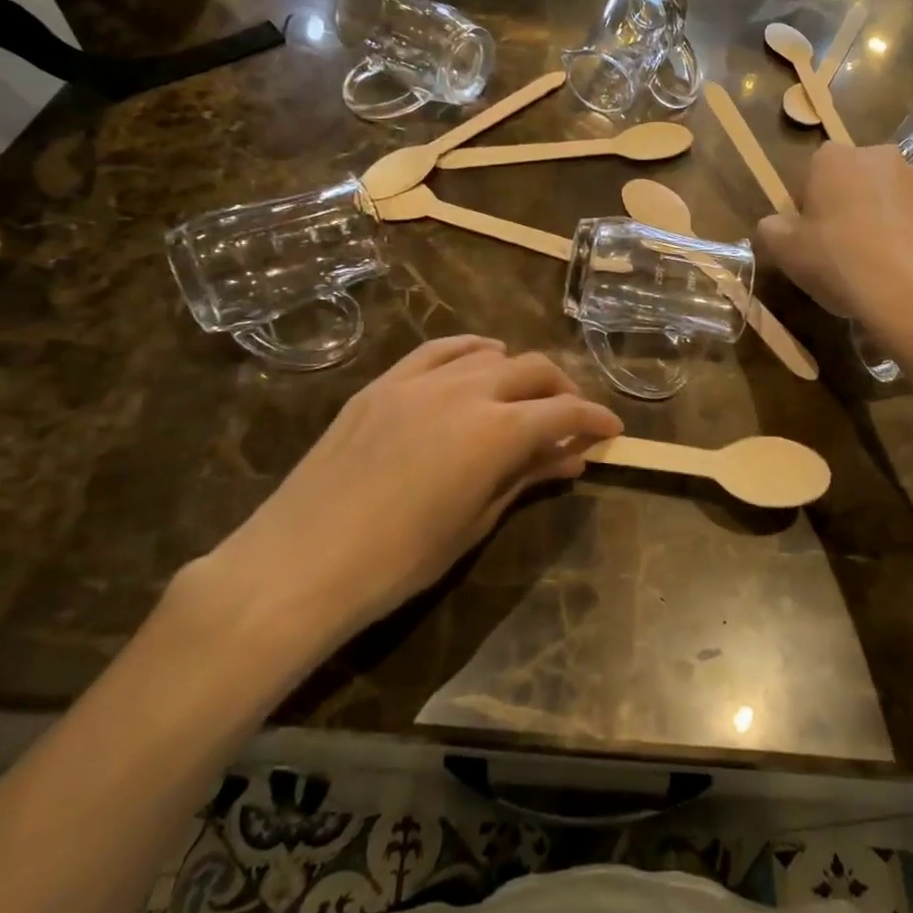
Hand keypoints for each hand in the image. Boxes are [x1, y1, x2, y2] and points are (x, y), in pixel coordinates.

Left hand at [198, 337, 622, 653]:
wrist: (300, 562)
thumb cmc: (399, 560)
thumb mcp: (475, 522)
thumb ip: (526, 477)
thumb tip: (572, 457)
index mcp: (496, 431)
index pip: (563, 412)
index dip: (594, 419)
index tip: (612, 429)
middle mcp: (466, 391)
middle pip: (533, 370)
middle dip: (563, 389)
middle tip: (572, 416)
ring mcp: (421, 380)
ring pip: (489, 354)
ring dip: (519, 370)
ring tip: (525, 393)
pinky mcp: (385, 382)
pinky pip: (439, 350)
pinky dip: (470, 351)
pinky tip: (480, 360)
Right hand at [758, 144, 912, 350]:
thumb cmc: (838, 262)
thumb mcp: (783, 252)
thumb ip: (770, 229)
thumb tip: (774, 224)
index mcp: (834, 159)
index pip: (815, 172)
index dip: (811, 204)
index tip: (812, 235)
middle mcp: (882, 157)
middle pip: (860, 178)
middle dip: (854, 203)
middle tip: (847, 246)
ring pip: (899, 195)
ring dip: (891, 215)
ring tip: (886, 259)